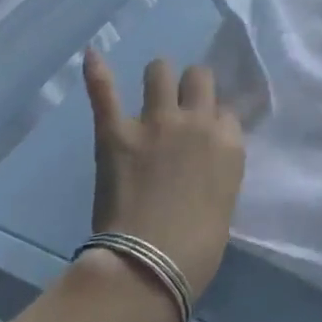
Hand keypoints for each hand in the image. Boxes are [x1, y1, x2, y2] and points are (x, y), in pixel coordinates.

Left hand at [82, 49, 244, 298]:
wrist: (149, 267)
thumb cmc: (197, 249)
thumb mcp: (224, 200)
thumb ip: (216, 168)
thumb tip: (202, 160)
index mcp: (229, 143)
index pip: (226, 111)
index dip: (215, 119)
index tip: (207, 132)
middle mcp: (197, 121)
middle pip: (199, 77)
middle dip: (192, 85)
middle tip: (182, 102)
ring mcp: (155, 122)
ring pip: (160, 71)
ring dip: (158, 76)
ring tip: (153, 86)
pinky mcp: (117, 132)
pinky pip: (106, 92)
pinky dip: (97, 72)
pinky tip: (92, 53)